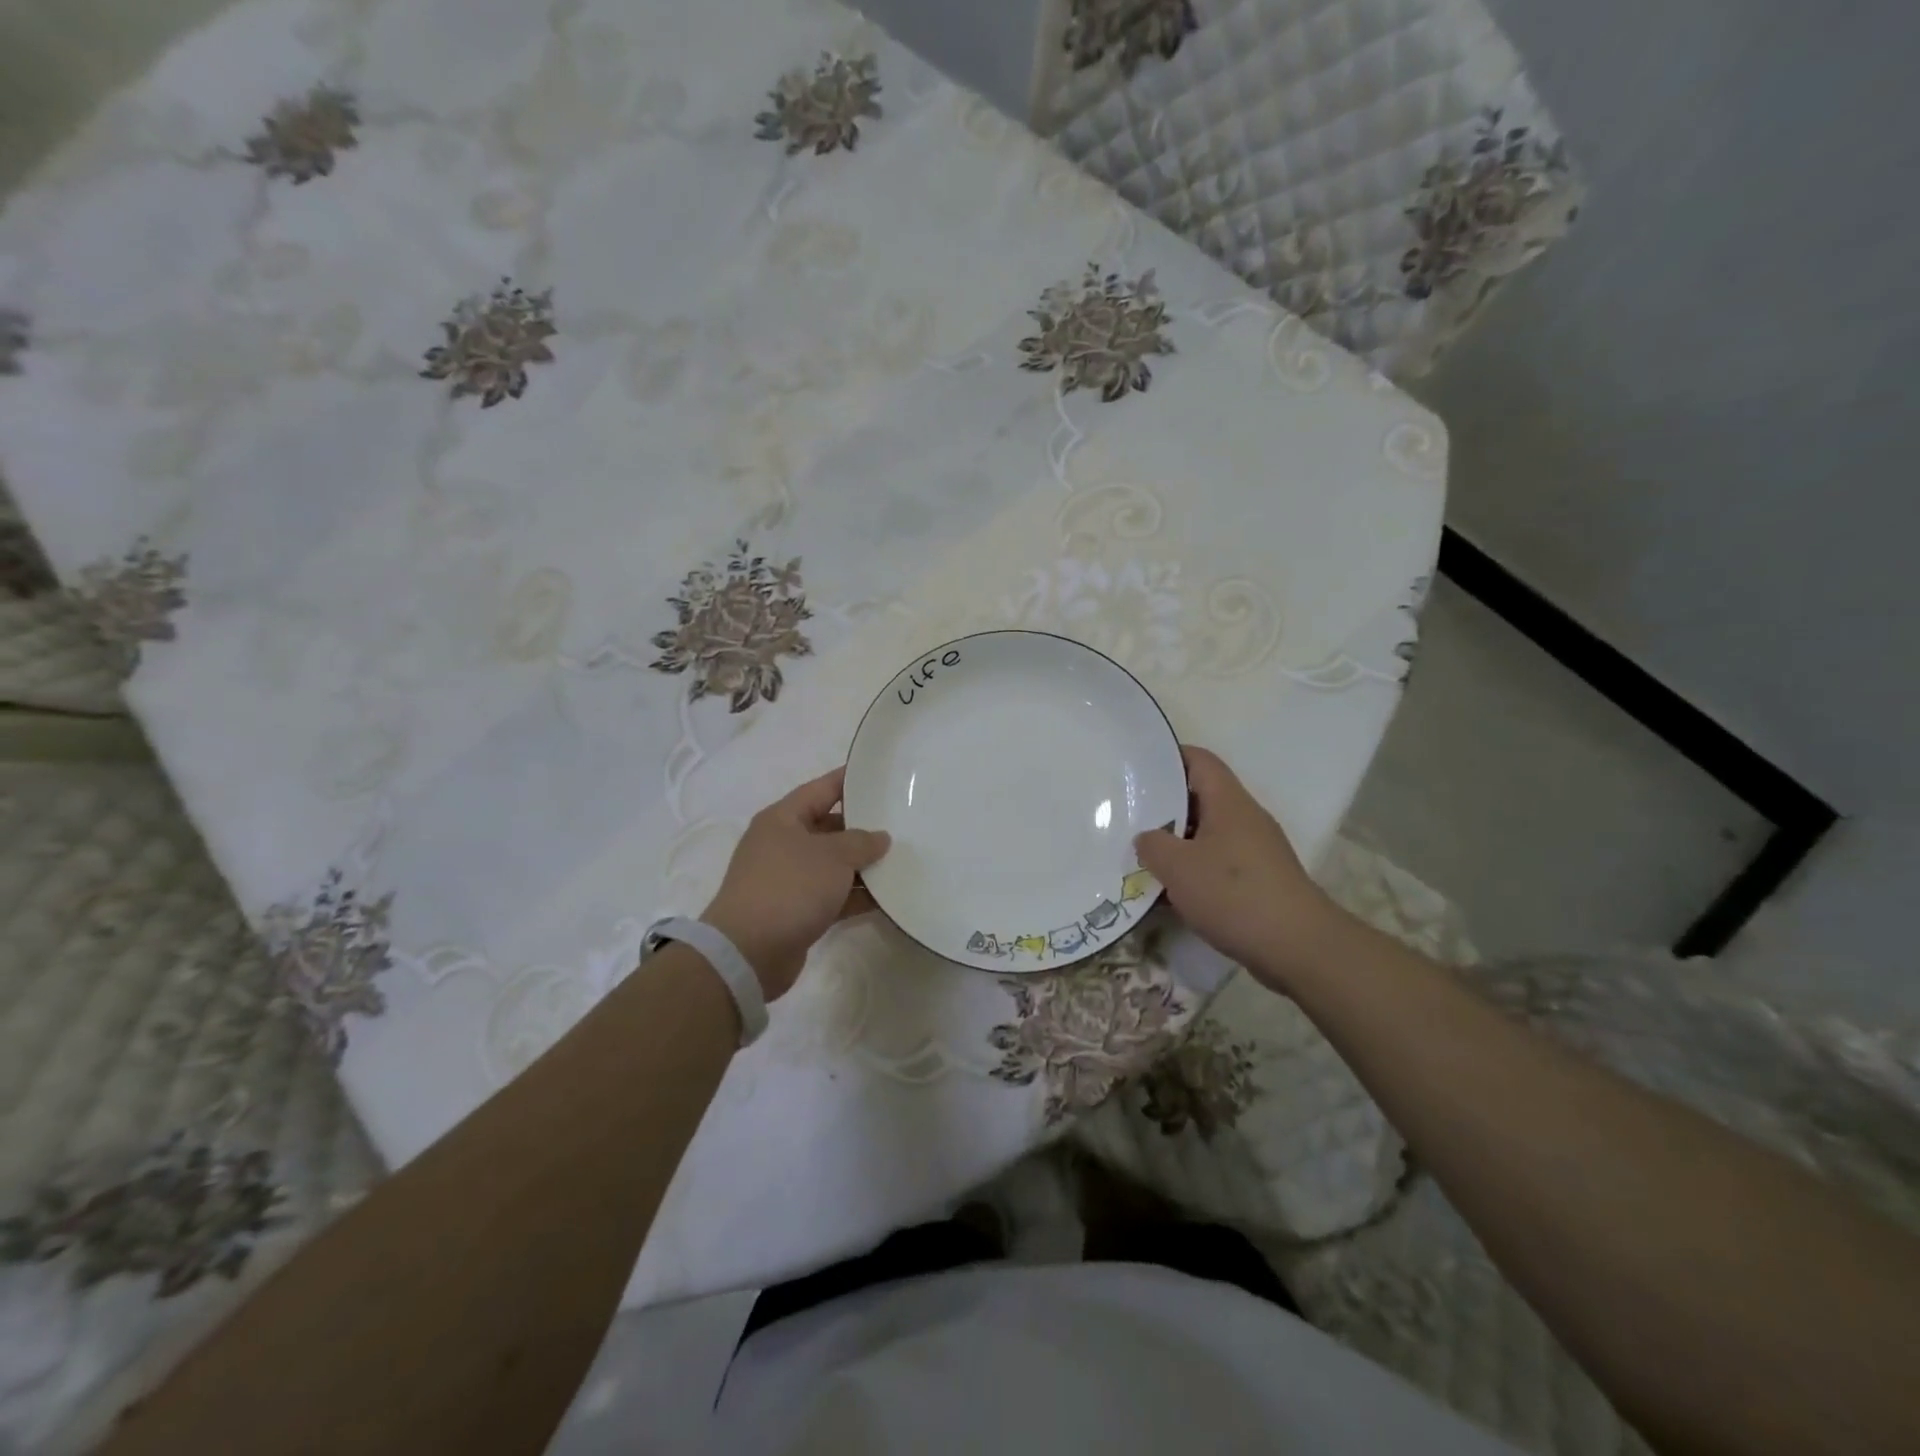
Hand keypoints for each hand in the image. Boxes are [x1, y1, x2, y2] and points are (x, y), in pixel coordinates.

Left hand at [702, 766, 890, 1000]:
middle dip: (863, 828)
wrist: (748, 952)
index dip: (850, 780)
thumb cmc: (789, 887)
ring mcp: (789, 879)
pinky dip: (856, 896)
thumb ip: (861, 842)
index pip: (822, 789)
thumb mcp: (832, 856)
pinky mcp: (797, 911)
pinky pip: (833, 895)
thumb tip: (879, 838)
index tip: (879, 775)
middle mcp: (783, 844)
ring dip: (863, 866)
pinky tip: (887, 898)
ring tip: (902, 861)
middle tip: (900, 824)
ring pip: (833, 864)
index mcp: (783, 819)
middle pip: (829, 827)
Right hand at [1132, 745, 1343, 988]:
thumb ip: (1152, 845)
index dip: (1167, 757)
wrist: (1298, 947)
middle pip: (1200, 797)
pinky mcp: (1259, 881)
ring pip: (1207, 834)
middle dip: (1164, 806)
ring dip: (1176, 843)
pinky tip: (1168, 892)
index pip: (1199, 760)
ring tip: (1141, 855)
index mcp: (1228, 801)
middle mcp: (1245, 818)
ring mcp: (1255, 850)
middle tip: (1127, 814)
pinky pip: (1218, 863)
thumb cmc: (1233, 894)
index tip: (1136, 768)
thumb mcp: (1177, 866)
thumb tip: (1146, 838)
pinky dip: (1193, 871)